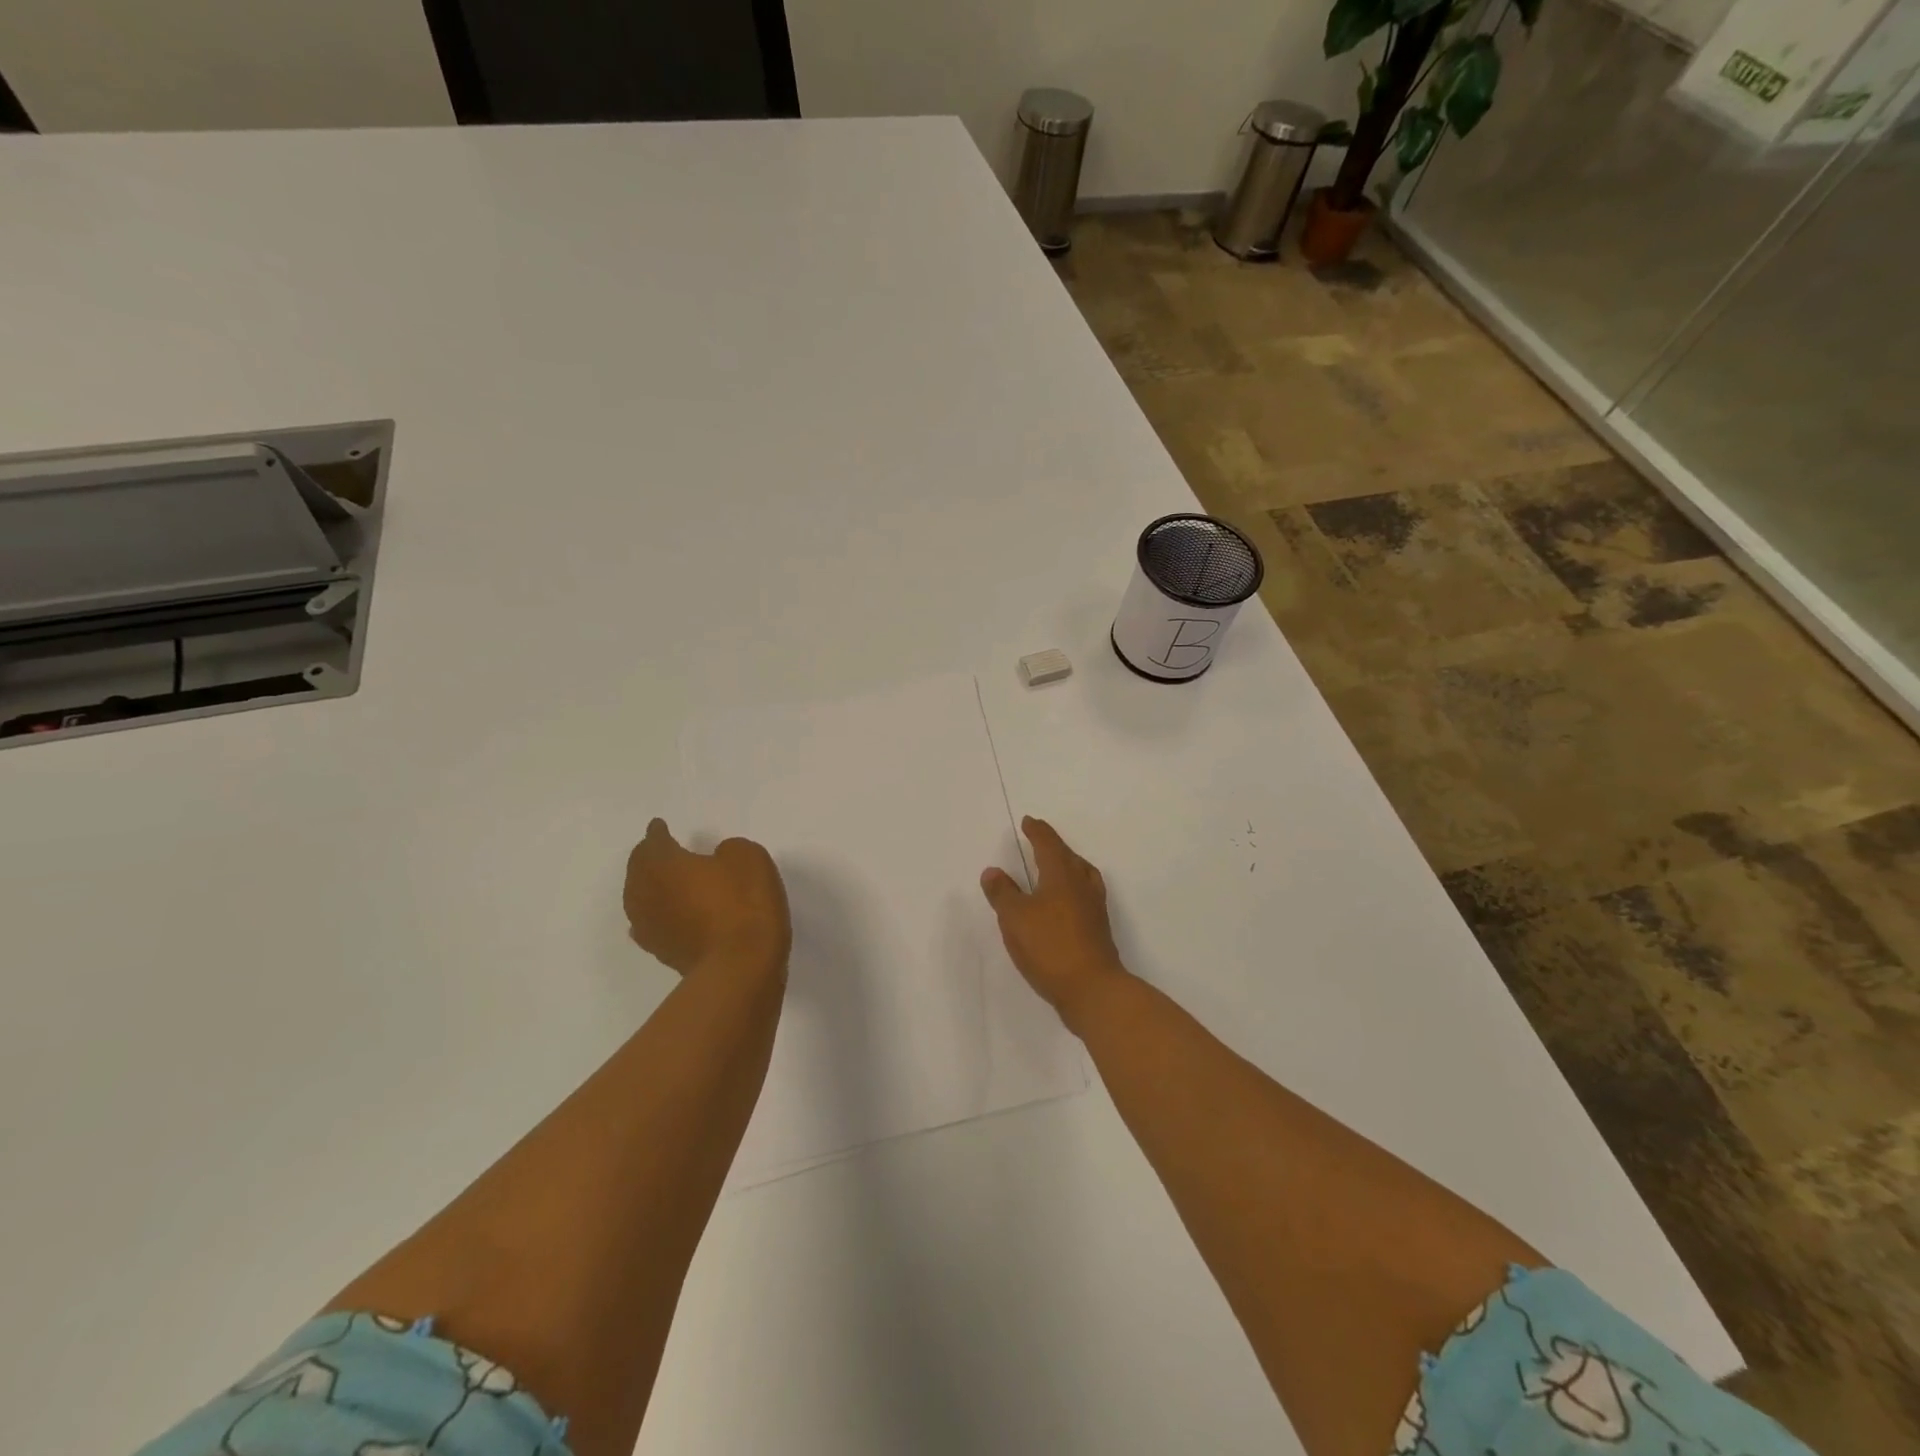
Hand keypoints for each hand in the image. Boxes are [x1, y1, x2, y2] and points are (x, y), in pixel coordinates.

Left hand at [624, 819, 790, 980]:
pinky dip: (655, 914)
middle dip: (646, 858)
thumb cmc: (743, 902)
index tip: (659, 826)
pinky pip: (651, 924)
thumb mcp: (747, 857)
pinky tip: (663, 915)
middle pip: (638, 870)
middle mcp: (647, 893)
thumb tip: (716, 860)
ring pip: (640, 898)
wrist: (741, 964)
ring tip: (661, 880)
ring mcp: (651, 926)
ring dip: (648, 886)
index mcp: (663, 863)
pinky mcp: (662, 952)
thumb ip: (727, 850)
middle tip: (657, 850)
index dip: (658, 832)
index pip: (654, 842)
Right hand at [981, 816, 1129, 1028]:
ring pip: (1082, 875)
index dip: (1037, 832)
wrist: (1092, 988)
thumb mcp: (1015, 918)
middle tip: (1040, 840)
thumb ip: (1003, 893)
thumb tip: (993, 871)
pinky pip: (1085, 895)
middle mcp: (1082, 885)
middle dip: (1053, 846)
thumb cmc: (1050, 946)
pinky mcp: (1098, 929)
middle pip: (1069, 857)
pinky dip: (1073, 889)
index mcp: (1061, 875)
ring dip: (1068, 866)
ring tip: (1055, 868)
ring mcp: (1094, 908)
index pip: (1048, 845)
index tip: (1029, 822)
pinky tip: (1064, 904)